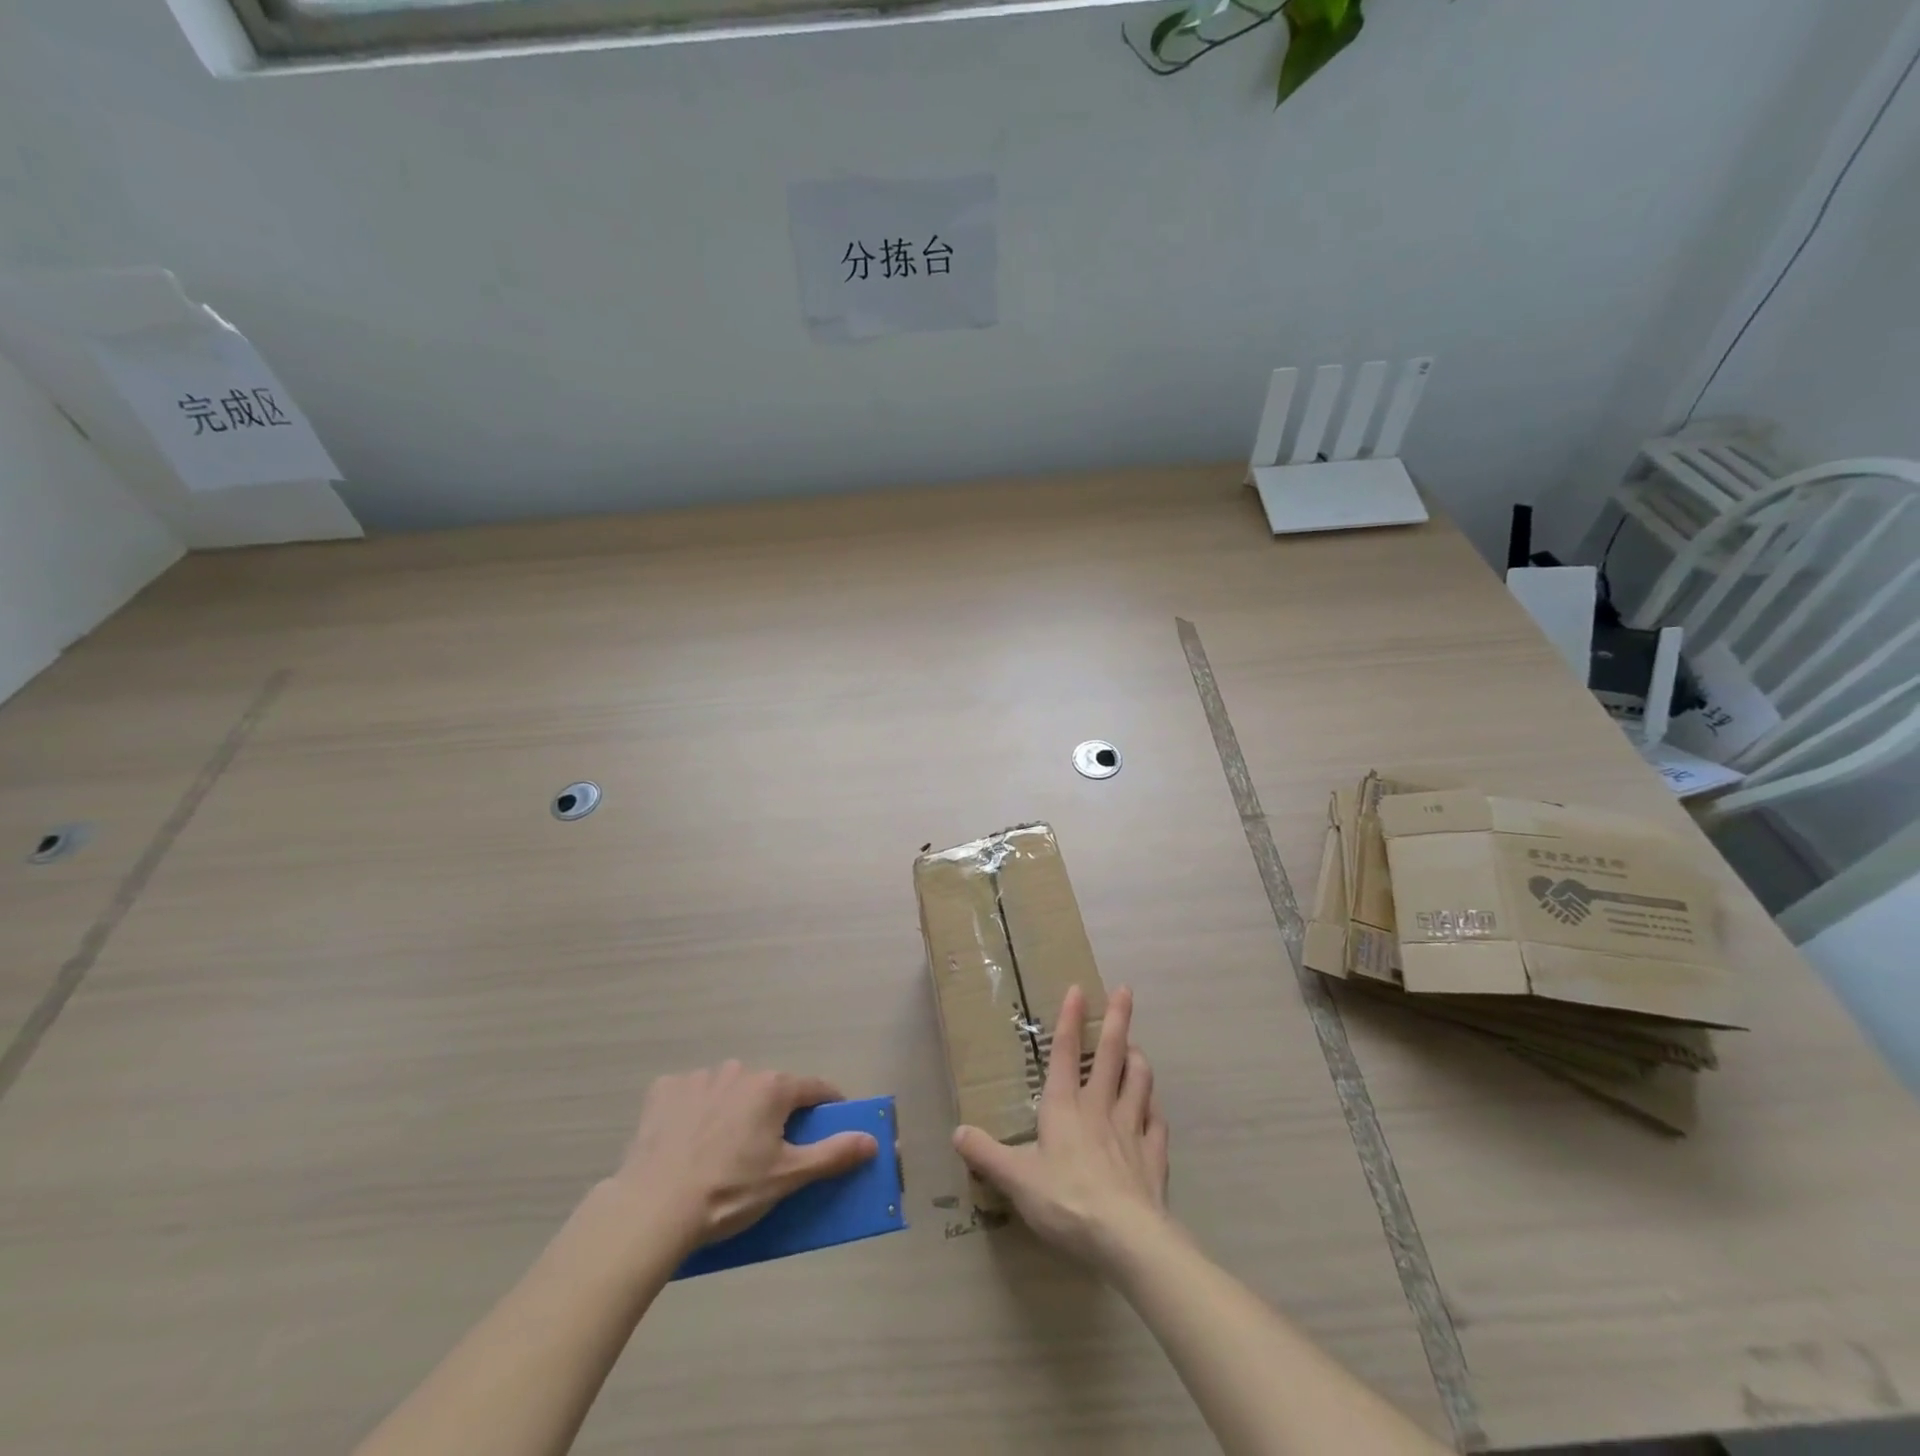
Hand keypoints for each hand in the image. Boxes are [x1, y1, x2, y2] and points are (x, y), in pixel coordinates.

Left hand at [607, 1061, 877, 1255]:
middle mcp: (740, 1070)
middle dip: (774, 1113)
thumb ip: (832, 1154)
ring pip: (729, 1089)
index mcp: (773, 1087)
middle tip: (768, 1152)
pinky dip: (695, 1111)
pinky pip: (691, 1095)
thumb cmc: (729, 1192)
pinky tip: (687, 1141)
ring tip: (722, 1151)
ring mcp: (699, 1077)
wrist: (653, 1208)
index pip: (815, 1088)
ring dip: (734, 1109)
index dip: (828, 1105)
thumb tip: (872, 1140)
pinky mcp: (664, 1090)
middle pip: (769, 1089)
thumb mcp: (787, 1178)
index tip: (831, 1124)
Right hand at [952, 985, 1170, 1271]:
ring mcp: (1131, 1130)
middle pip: (1112, 1054)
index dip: (1071, 1019)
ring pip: (1140, 1082)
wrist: (1126, 1238)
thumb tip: (957, 1132)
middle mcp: (1100, 1108)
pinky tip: (1154, 1109)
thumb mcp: (1016, 1179)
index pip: (1067, 1053)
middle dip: (1117, 1020)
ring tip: (1137, 1047)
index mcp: (1065, 1107)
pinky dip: (1155, 1111)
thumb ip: (986, 1154)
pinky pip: (1157, 1124)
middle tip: (1125, 991)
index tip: (1078, 988)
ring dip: (1138, 1060)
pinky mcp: (1154, 1157)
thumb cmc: (1066, 1200)